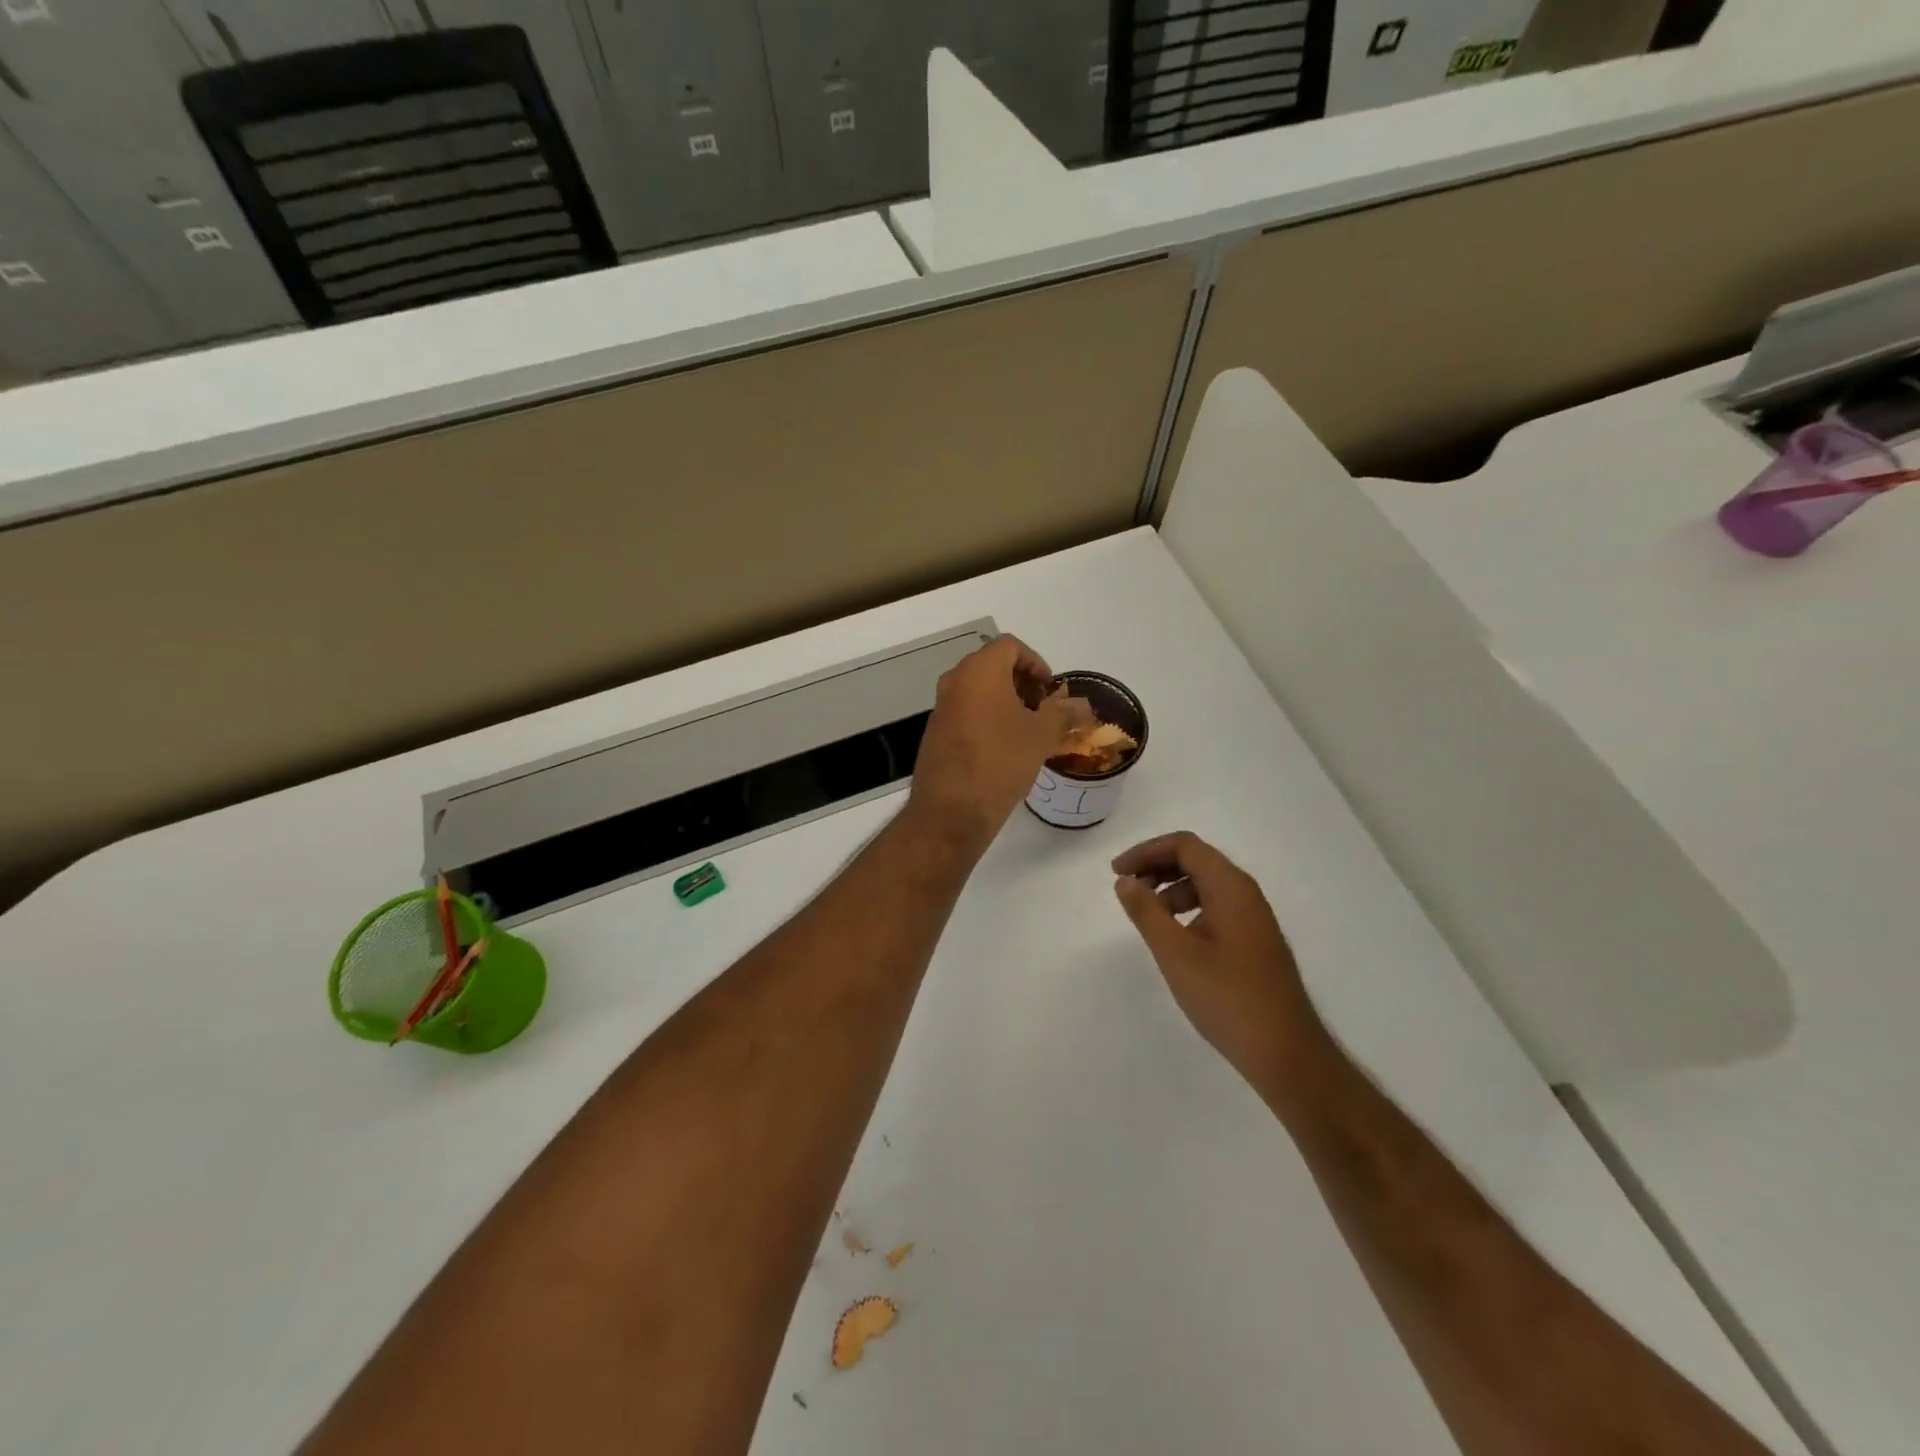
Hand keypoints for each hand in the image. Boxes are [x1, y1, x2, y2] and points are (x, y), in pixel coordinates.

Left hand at [909, 635, 1077, 850]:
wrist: (951, 810)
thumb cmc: (1001, 761)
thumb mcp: (1041, 736)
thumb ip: (1063, 713)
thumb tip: (1083, 705)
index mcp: (980, 671)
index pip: (1010, 646)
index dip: (1036, 663)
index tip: (1051, 691)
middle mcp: (955, 681)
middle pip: (993, 666)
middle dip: (1022, 683)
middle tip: (1044, 710)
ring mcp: (941, 706)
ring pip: (979, 691)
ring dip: (1006, 702)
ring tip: (1029, 732)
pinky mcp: (935, 732)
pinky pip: (967, 712)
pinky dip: (988, 718)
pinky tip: (1004, 748)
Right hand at [1113, 832, 1328, 1098]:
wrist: (1285, 1053)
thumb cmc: (1227, 998)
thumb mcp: (1175, 953)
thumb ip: (1146, 911)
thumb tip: (1125, 880)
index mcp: (1230, 887)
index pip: (1184, 845)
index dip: (1146, 852)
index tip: (1117, 873)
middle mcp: (1246, 893)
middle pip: (1196, 859)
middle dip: (1157, 867)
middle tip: (1128, 890)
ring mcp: (1254, 918)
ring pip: (1206, 884)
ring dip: (1171, 889)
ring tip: (1149, 918)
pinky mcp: (1255, 941)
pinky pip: (1216, 907)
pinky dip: (1188, 909)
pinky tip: (1176, 939)